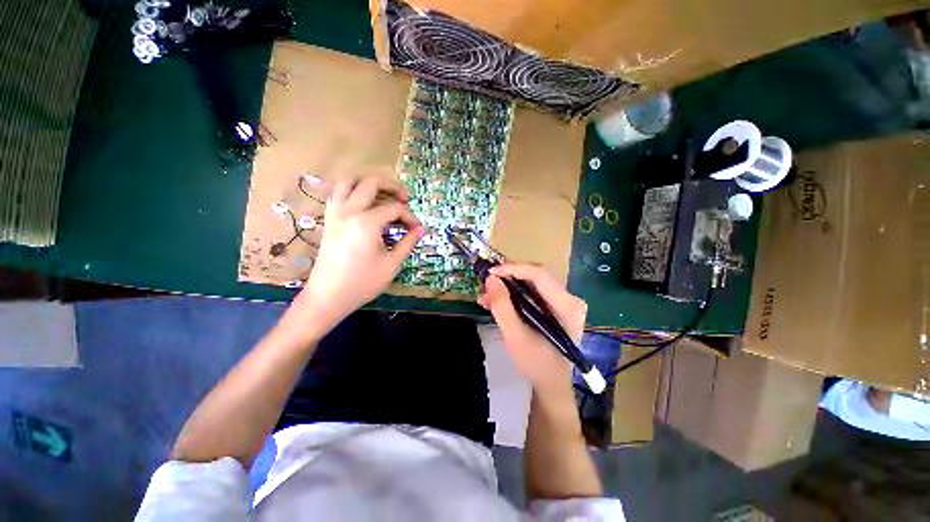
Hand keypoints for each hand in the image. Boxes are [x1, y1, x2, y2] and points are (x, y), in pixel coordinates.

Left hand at [288, 176, 423, 333]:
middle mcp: (349, 211)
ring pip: (349, 181)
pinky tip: (363, 202)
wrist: (328, 296)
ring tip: (383, 194)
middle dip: (392, 186)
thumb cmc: (363, 282)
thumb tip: (420, 229)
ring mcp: (335, 213)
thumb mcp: (391, 264)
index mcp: (367, 222)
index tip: (417, 228)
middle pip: (371, 183)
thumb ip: (408, 243)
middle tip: (404, 198)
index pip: (394, 209)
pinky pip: (338, 193)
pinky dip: (352, 190)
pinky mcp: (328, 219)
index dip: (409, 216)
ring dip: (368, 182)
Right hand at [478, 264, 586, 398]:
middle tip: (487, 284)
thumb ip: (502, 307)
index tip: (491, 272)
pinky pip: (532, 291)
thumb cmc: (536, 364)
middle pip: (536, 276)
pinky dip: (514, 293)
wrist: (551, 384)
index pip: (540, 275)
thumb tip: (490, 279)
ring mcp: (564, 301)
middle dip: (508, 277)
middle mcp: (570, 299)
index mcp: (568, 307)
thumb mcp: (515, 337)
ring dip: (508, 286)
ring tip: (487, 296)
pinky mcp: (556, 305)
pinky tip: (498, 300)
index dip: (513, 269)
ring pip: (532, 282)